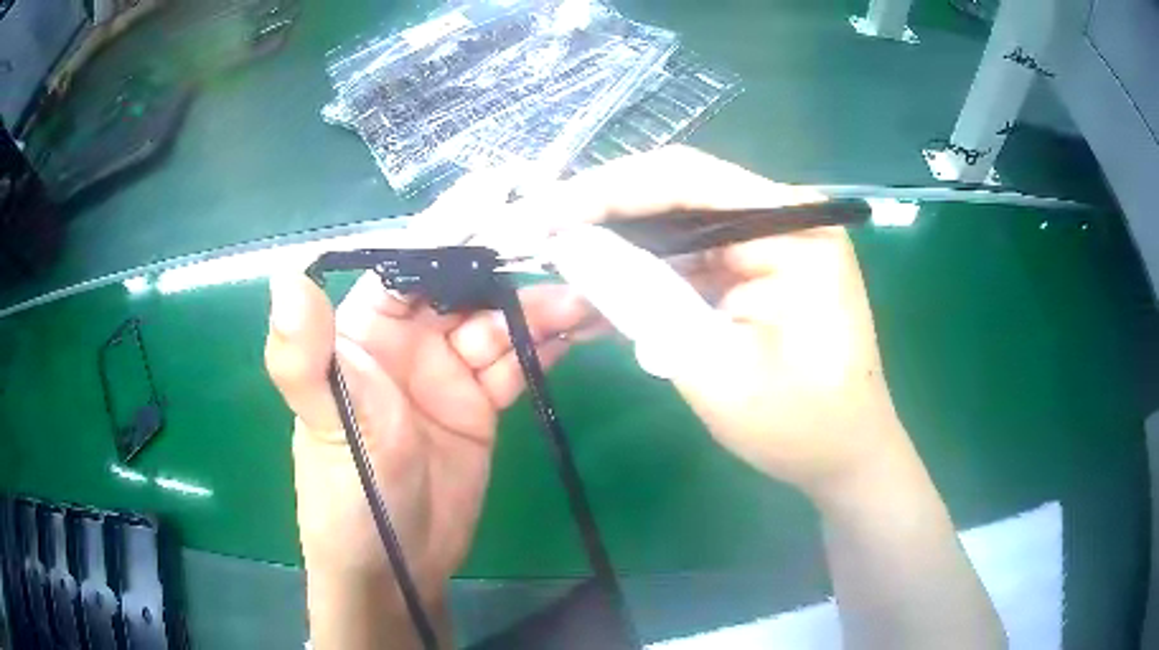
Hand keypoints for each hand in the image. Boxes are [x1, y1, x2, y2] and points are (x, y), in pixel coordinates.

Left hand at [264, 178, 592, 647]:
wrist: (394, 565)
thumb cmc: (347, 494)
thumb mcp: (323, 423)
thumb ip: (302, 353)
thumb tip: (286, 270)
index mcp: (365, 330)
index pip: (411, 262)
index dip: (453, 226)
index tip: (502, 191)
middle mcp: (408, 342)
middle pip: (466, 288)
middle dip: (513, 270)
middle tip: (569, 254)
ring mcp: (449, 374)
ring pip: (500, 325)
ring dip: (540, 310)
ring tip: (585, 302)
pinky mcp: (481, 406)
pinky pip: (517, 365)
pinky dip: (546, 347)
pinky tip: (578, 333)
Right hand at [492, 145, 907, 496]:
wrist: (846, 459)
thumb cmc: (798, 425)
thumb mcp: (713, 366)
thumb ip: (642, 298)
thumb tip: (569, 245)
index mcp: (791, 226)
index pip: (681, 179)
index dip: (600, 192)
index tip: (535, 217)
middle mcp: (782, 217)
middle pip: (674, 196)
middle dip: (600, 221)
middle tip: (531, 242)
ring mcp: (770, 242)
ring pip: (674, 231)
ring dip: (617, 255)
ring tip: (555, 275)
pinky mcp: (757, 270)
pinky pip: (689, 262)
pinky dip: (644, 282)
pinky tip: (597, 301)